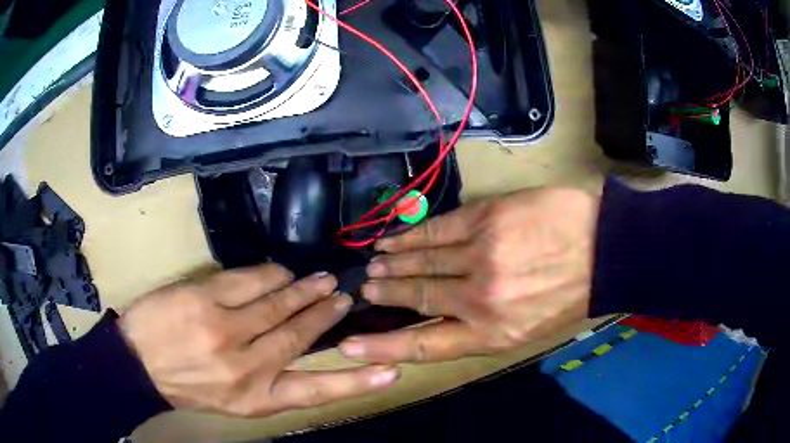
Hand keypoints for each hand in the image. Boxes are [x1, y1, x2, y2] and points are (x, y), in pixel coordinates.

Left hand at [119, 264, 399, 417]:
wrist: (138, 365)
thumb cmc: (187, 386)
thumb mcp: (234, 400)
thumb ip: (268, 379)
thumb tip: (300, 347)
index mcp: (256, 399)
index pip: (317, 392)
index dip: (357, 382)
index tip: (390, 371)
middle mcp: (247, 367)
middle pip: (299, 336)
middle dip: (325, 313)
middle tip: (342, 296)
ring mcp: (224, 329)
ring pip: (278, 303)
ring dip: (303, 290)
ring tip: (320, 280)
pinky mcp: (204, 298)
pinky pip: (249, 280)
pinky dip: (270, 274)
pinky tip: (279, 272)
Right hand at [339, 188, 599, 362]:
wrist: (604, 250)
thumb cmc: (569, 295)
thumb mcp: (526, 328)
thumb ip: (481, 326)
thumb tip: (440, 317)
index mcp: (490, 334)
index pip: (424, 344)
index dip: (383, 347)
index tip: (350, 344)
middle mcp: (478, 298)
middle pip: (417, 297)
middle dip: (386, 294)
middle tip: (363, 290)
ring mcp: (480, 255)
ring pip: (421, 261)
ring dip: (393, 264)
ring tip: (373, 265)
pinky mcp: (485, 220)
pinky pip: (436, 229)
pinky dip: (411, 235)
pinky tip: (394, 239)